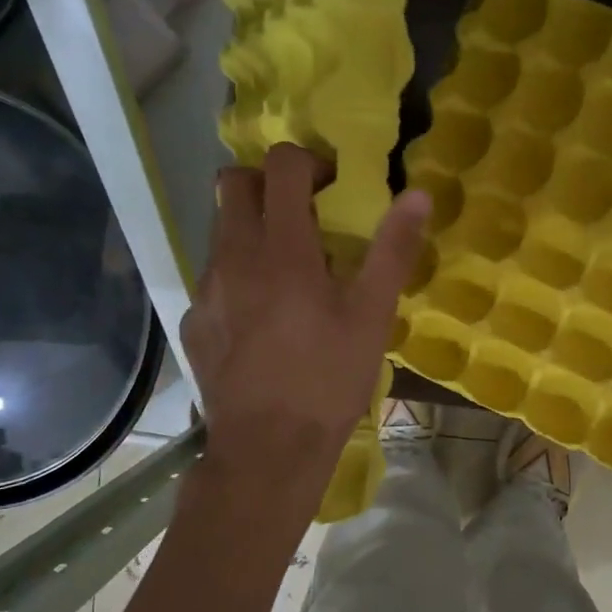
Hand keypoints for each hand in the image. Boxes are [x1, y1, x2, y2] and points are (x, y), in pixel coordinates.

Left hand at [181, 144, 429, 485]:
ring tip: (287, 274)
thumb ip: (392, 249)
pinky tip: (262, 320)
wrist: (267, 449)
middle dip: (267, 184)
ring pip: (220, 231)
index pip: (281, 166)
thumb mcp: (372, 315)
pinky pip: (213, 279)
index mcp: (283, 248)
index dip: (308, 162)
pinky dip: (238, 278)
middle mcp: (234, 256)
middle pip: (233, 184)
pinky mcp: (194, 321)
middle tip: (303, 215)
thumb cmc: (329, 379)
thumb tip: (418, 194)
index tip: (331, 188)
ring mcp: (206, 289)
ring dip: (252, 231)